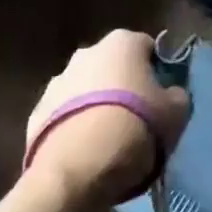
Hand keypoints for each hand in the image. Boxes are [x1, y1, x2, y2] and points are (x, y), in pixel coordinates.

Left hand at [23, 31, 190, 205]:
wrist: (78, 170)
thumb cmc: (135, 128)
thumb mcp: (175, 113)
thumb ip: (176, 95)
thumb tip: (170, 94)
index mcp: (123, 42)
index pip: (147, 47)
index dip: (157, 71)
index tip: (162, 97)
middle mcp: (87, 52)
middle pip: (113, 66)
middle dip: (123, 86)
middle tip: (136, 118)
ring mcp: (57, 82)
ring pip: (85, 90)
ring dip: (96, 106)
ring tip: (108, 142)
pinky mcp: (36, 114)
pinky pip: (63, 117)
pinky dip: (74, 128)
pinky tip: (84, 154)